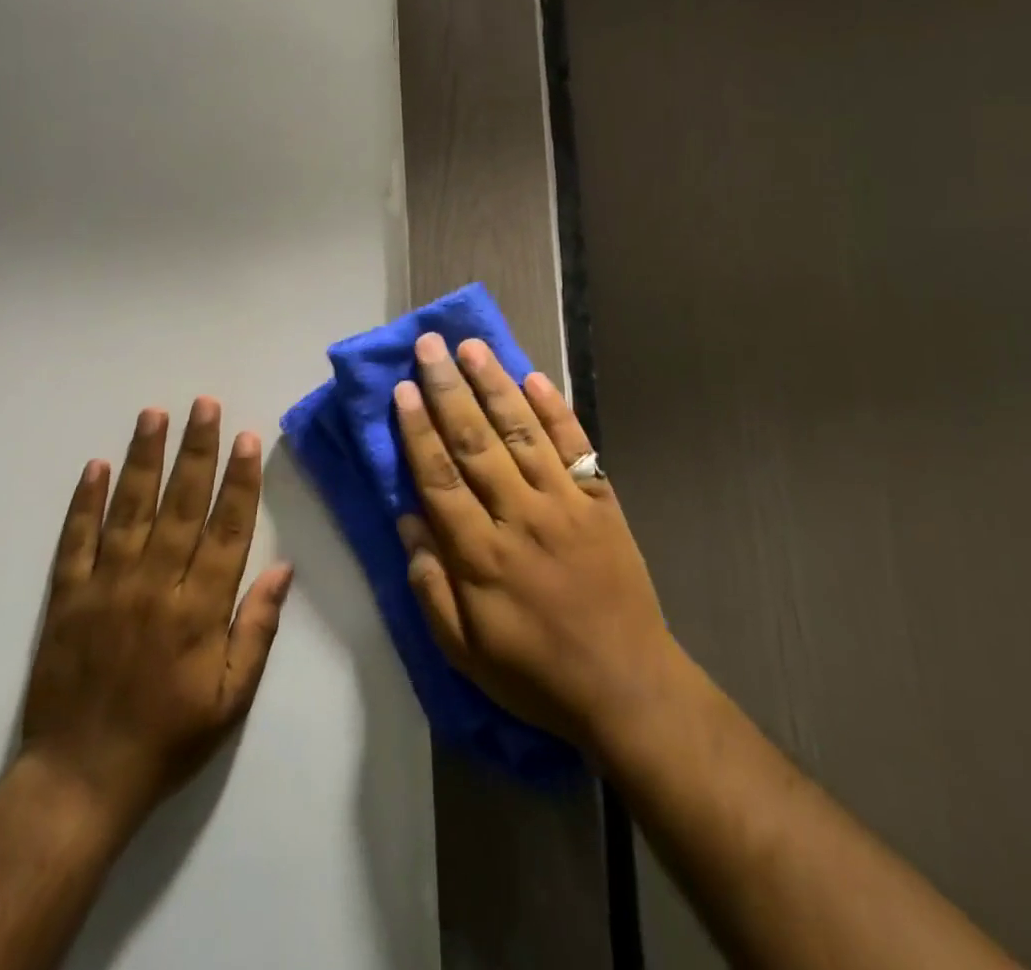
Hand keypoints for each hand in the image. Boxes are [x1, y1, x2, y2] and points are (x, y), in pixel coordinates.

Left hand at [20, 399, 293, 830]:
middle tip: (204, 405)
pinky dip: (85, 501)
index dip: (239, 480)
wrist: (80, 780)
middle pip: (181, 504)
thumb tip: (283, 568)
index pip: (227, 528)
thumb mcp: (232, 697)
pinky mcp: (67, 597)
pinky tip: (96, 465)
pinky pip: (76, 540)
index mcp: (199, 608)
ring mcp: (107, 586)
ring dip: (144, 458)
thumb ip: (257, 628)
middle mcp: (155, 584)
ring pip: (130, 509)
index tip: (246, 438)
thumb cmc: (168, 738)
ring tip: (154, 415)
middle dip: (196, 451)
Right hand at [393, 334, 680, 756]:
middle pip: (477, 443)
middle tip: (430, 346)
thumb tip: (407, 521)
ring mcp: (566, 503)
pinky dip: (555, 410)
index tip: (403, 389)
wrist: (627, 685)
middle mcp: (521, 517)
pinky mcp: (601, 499)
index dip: (418, 431)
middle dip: (449, 390)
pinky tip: (534, 377)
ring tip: (472, 346)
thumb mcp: (466, 653)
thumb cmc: (536, 673)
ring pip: (523, 432)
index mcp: (483, 556)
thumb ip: (432, 587)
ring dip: (495, 386)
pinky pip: (576, 446)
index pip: (441, 479)